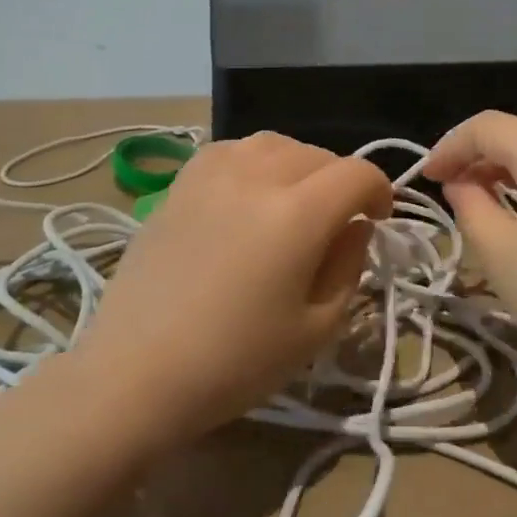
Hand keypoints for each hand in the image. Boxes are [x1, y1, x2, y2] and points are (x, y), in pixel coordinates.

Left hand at [74, 132, 392, 448]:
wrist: (136, 373)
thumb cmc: (234, 363)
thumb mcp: (316, 329)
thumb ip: (349, 266)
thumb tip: (355, 225)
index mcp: (297, 213)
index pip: (357, 173)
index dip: (380, 191)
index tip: (378, 219)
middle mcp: (256, 176)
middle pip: (318, 154)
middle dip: (340, 181)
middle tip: (337, 221)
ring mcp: (212, 173)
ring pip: (274, 143)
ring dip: (298, 165)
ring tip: (293, 200)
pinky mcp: (180, 183)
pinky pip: (231, 150)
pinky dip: (253, 161)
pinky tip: (247, 193)